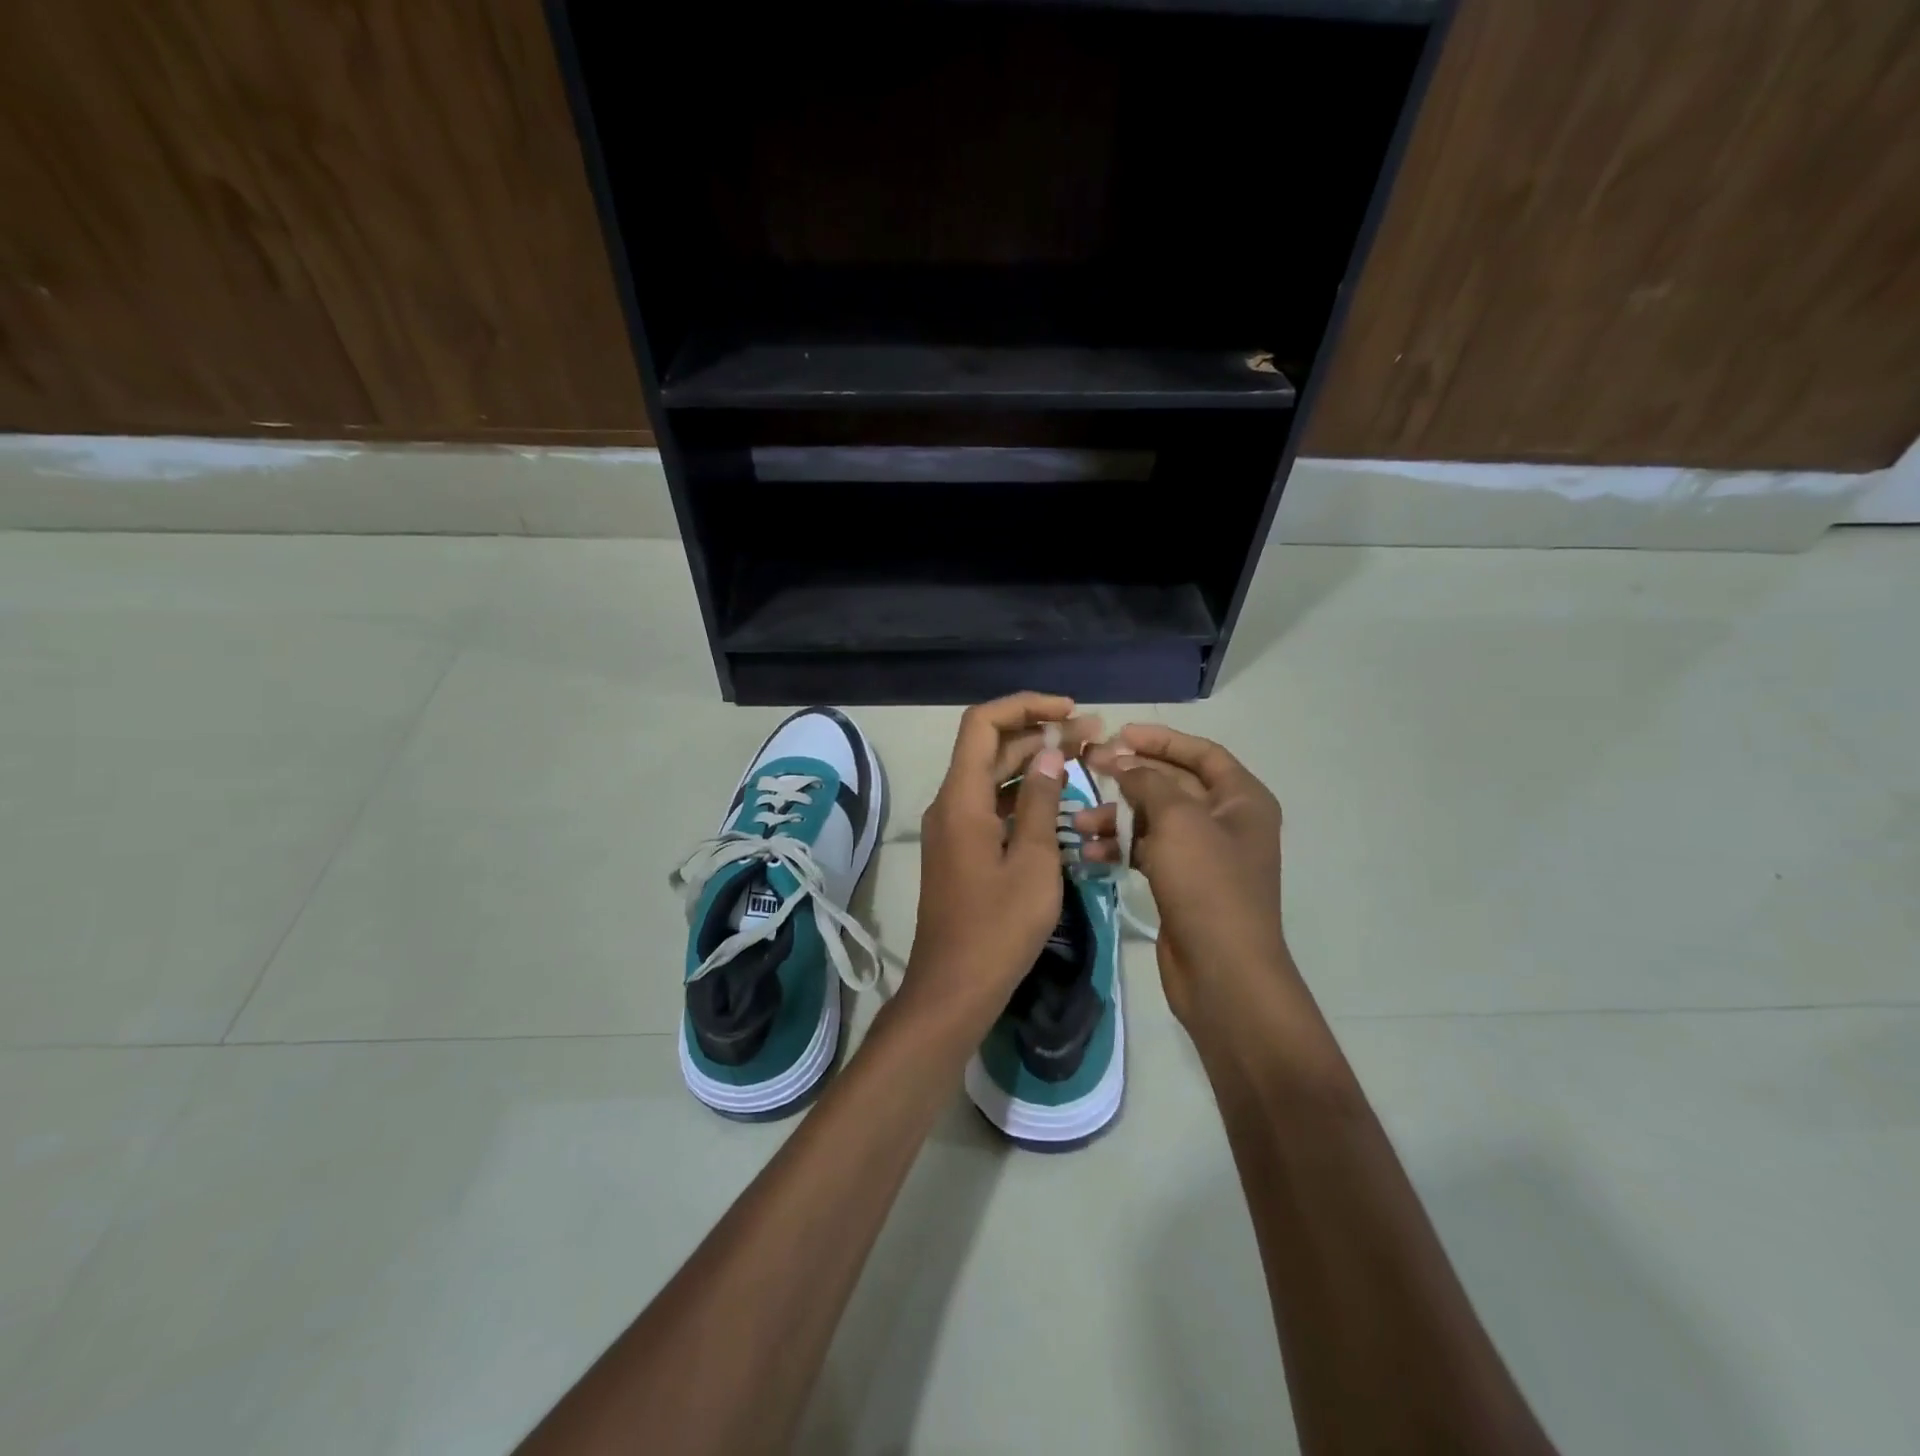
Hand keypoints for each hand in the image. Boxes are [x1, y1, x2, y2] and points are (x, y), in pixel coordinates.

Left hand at [904, 693, 1103, 1034]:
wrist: (954, 988)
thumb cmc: (998, 928)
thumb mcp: (1032, 862)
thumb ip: (1038, 802)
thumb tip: (1048, 753)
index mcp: (961, 798)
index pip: (983, 723)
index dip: (1025, 706)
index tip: (1069, 710)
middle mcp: (950, 804)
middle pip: (991, 749)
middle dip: (1039, 735)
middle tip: (1093, 736)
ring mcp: (953, 829)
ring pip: (993, 779)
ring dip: (1033, 766)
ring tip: (1084, 761)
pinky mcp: (962, 851)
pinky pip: (992, 808)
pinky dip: (1023, 799)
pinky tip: (1060, 805)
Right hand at [1082, 724, 1290, 1026]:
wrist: (1223, 971)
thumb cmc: (1207, 884)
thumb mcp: (1177, 820)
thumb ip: (1147, 782)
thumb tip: (1122, 762)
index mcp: (1242, 800)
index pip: (1201, 753)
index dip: (1161, 740)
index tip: (1119, 734)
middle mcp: (1226, 822)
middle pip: (1172, 785)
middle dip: (1129, 777)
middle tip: (1086, 768)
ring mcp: (1203, 856)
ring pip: (1153, 820)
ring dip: (1116, 817)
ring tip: (1078, 822)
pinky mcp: (1181, 884)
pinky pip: (1146, 852)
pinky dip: (1119, 848)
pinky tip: (1088, 853)